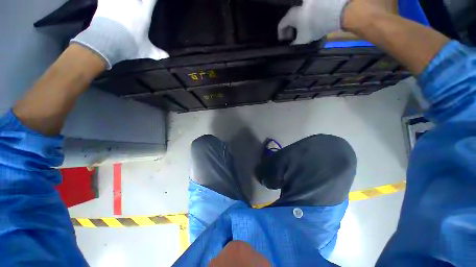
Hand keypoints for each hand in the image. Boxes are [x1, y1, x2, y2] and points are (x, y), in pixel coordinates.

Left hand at [71, 0, 168, 68]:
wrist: (107, 42)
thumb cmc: (129, 45)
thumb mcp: (145, 51)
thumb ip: (157, 52)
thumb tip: (167, 56)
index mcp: (144, 13)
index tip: (152, 1)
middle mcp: (132, 2)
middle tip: (138, 2)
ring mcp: (117, 0)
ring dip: (125, 0)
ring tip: (124, 2)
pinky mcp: (103, 1)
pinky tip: (106, 1)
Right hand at [278, 0, 349, 44]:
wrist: (333, 13)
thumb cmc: (313, 27)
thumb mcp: (302, 40)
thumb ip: (294, 44)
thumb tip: (291, 46)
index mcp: (291, 16)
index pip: (281, 26)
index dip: (281, 35)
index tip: (284, 41)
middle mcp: (297, 7)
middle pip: (289, 19)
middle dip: (290, 29)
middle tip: (293, 37)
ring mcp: (307, 3)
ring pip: (299, 15)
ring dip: (299, 23)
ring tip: (304, 30)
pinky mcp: (316, 2)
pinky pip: (307, 12)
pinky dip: (307, 19)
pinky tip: (312, 24)